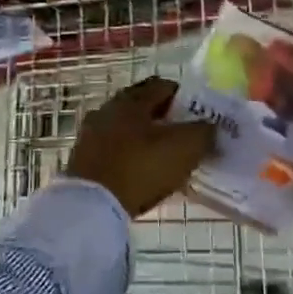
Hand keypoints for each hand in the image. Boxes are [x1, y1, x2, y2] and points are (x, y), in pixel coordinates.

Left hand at [64, 77, 215, 217]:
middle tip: (183, 134)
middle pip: (141, 106)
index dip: (184, 96)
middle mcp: (108, 109)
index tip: (198, 114)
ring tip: (164, 157)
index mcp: (132, 99)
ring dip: (144, 138)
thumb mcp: (184, 148)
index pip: (162, 86)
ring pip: (126, 129)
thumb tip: (210, 126)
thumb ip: (203, 132)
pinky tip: (141, 173)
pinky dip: (129, 156)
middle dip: (163, 117)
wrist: (91, 207)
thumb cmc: (141, 168)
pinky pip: (113, 151)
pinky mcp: (82, 161)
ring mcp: (90, 135)